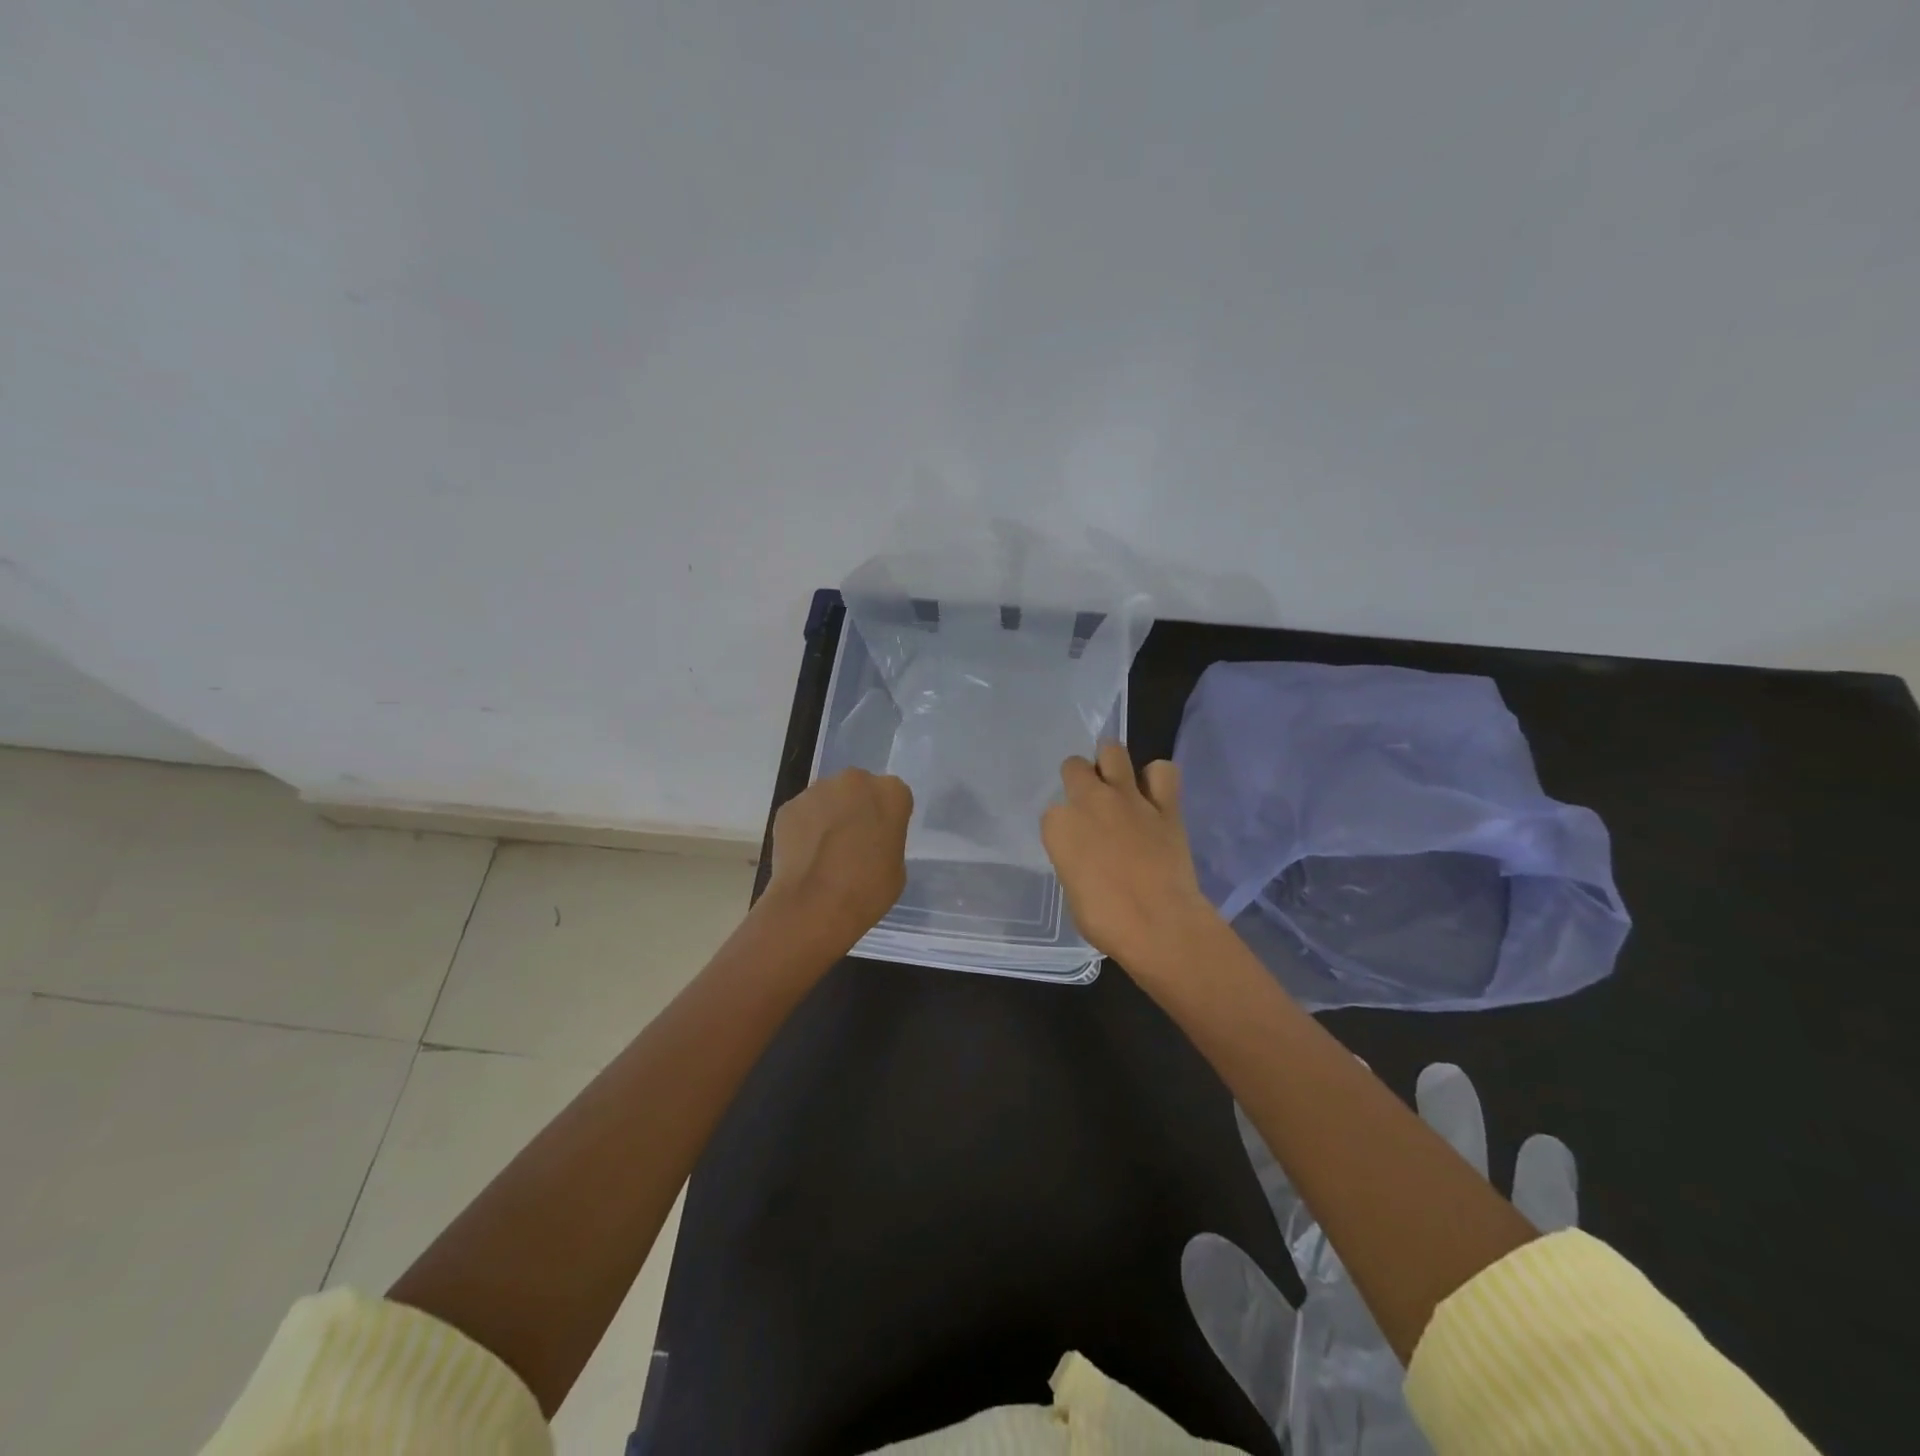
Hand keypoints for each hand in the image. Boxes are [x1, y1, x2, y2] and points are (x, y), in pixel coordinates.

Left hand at [762, 768, 912, 953]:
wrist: (815, 905)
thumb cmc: (868, 890)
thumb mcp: (896, 867)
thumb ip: (887, 841)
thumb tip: (871, 842)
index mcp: (890, 792)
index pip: (894, 796)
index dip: (887, 817)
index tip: (881, 837)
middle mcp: (855, 781)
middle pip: (858, 789)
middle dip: (856, 808)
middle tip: (852, 841)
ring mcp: (817, 790)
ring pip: (827, 799)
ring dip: (828, 816)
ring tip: (823, 852)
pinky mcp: (788, 806)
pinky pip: (802, 814)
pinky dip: (803, 829)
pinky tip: (804, 856)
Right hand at [1040, 741, 1217, 970]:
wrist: (1158, 924)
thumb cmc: (1105, 919)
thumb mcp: (1073, 891)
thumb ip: (1076, 861)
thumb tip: (1089, 858)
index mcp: (1059, 826)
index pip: (1052, 812)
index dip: (1064, 825)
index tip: (1074, 841)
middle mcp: (1089, 801)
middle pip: (1074, 767)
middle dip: (1079, 779)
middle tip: (1090, 800)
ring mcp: (1128, 798)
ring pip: (1113, 751)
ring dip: (1111, 762)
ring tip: (1116, 780)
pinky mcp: (1165, 805)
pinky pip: (1163, 771)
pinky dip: (1157, 777)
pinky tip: (1154, 792)